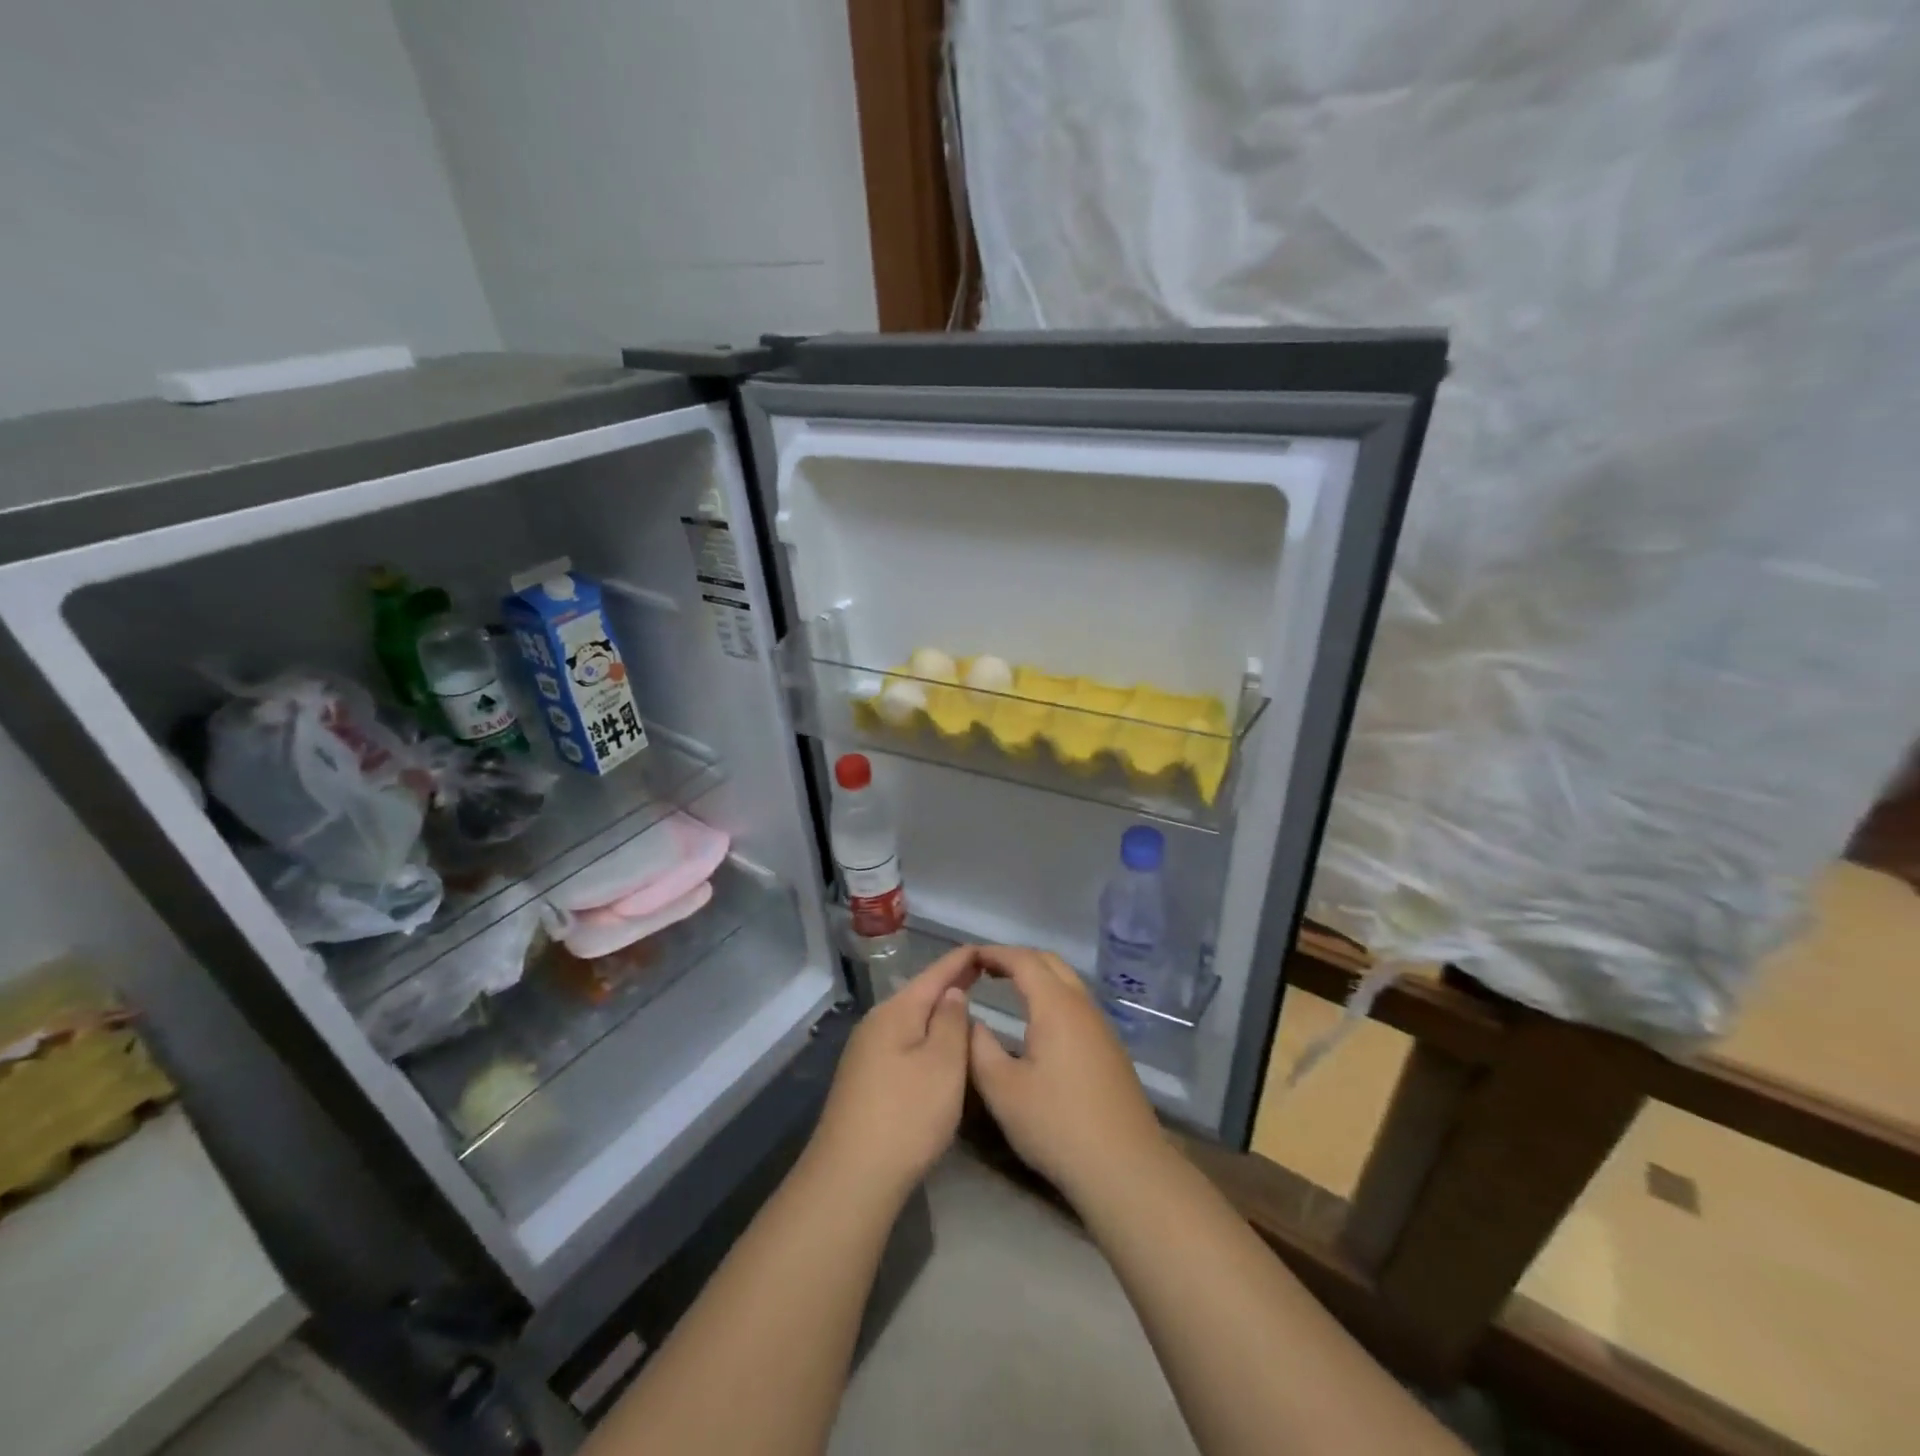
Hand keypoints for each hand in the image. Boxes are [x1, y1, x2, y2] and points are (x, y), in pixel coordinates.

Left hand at [807, 945, 979, 1202]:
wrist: (851, 1178)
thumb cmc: (906, 1115)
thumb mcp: (943, 1064)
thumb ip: (951, 1021)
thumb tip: (952, 992)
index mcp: (896, 1011)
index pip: (935, 973)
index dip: (961, 960)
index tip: (986, 949)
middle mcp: (876, 1024)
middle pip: (920, 994)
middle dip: (950, 984)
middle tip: (983, 975)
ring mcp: (866, 1053)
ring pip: (911, 1021)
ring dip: (937, 1013)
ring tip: (966, 1008)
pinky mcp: (865, 1081)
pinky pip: (903, 1044)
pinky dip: (926, 1038)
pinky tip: (938, 1050)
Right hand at [967, 946, 1169, 1206]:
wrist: (1124, 1166)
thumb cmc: (1057, 1124)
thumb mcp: (1002, 1089)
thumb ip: (979, 1048)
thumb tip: (970, 1020)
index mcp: (1056, 1005)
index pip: (1023, 960)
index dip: (995, 953)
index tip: (970, 956)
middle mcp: (1082, 1005)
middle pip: (1050, 962)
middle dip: (1017, 958)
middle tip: (986, 968)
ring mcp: (1101, 1026)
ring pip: (1068, 982)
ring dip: (1038, 976)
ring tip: (1008, 988)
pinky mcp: (1110, 1048)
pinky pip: (1077, 1003)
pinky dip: (1052, 995)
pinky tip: (1039, 1022)